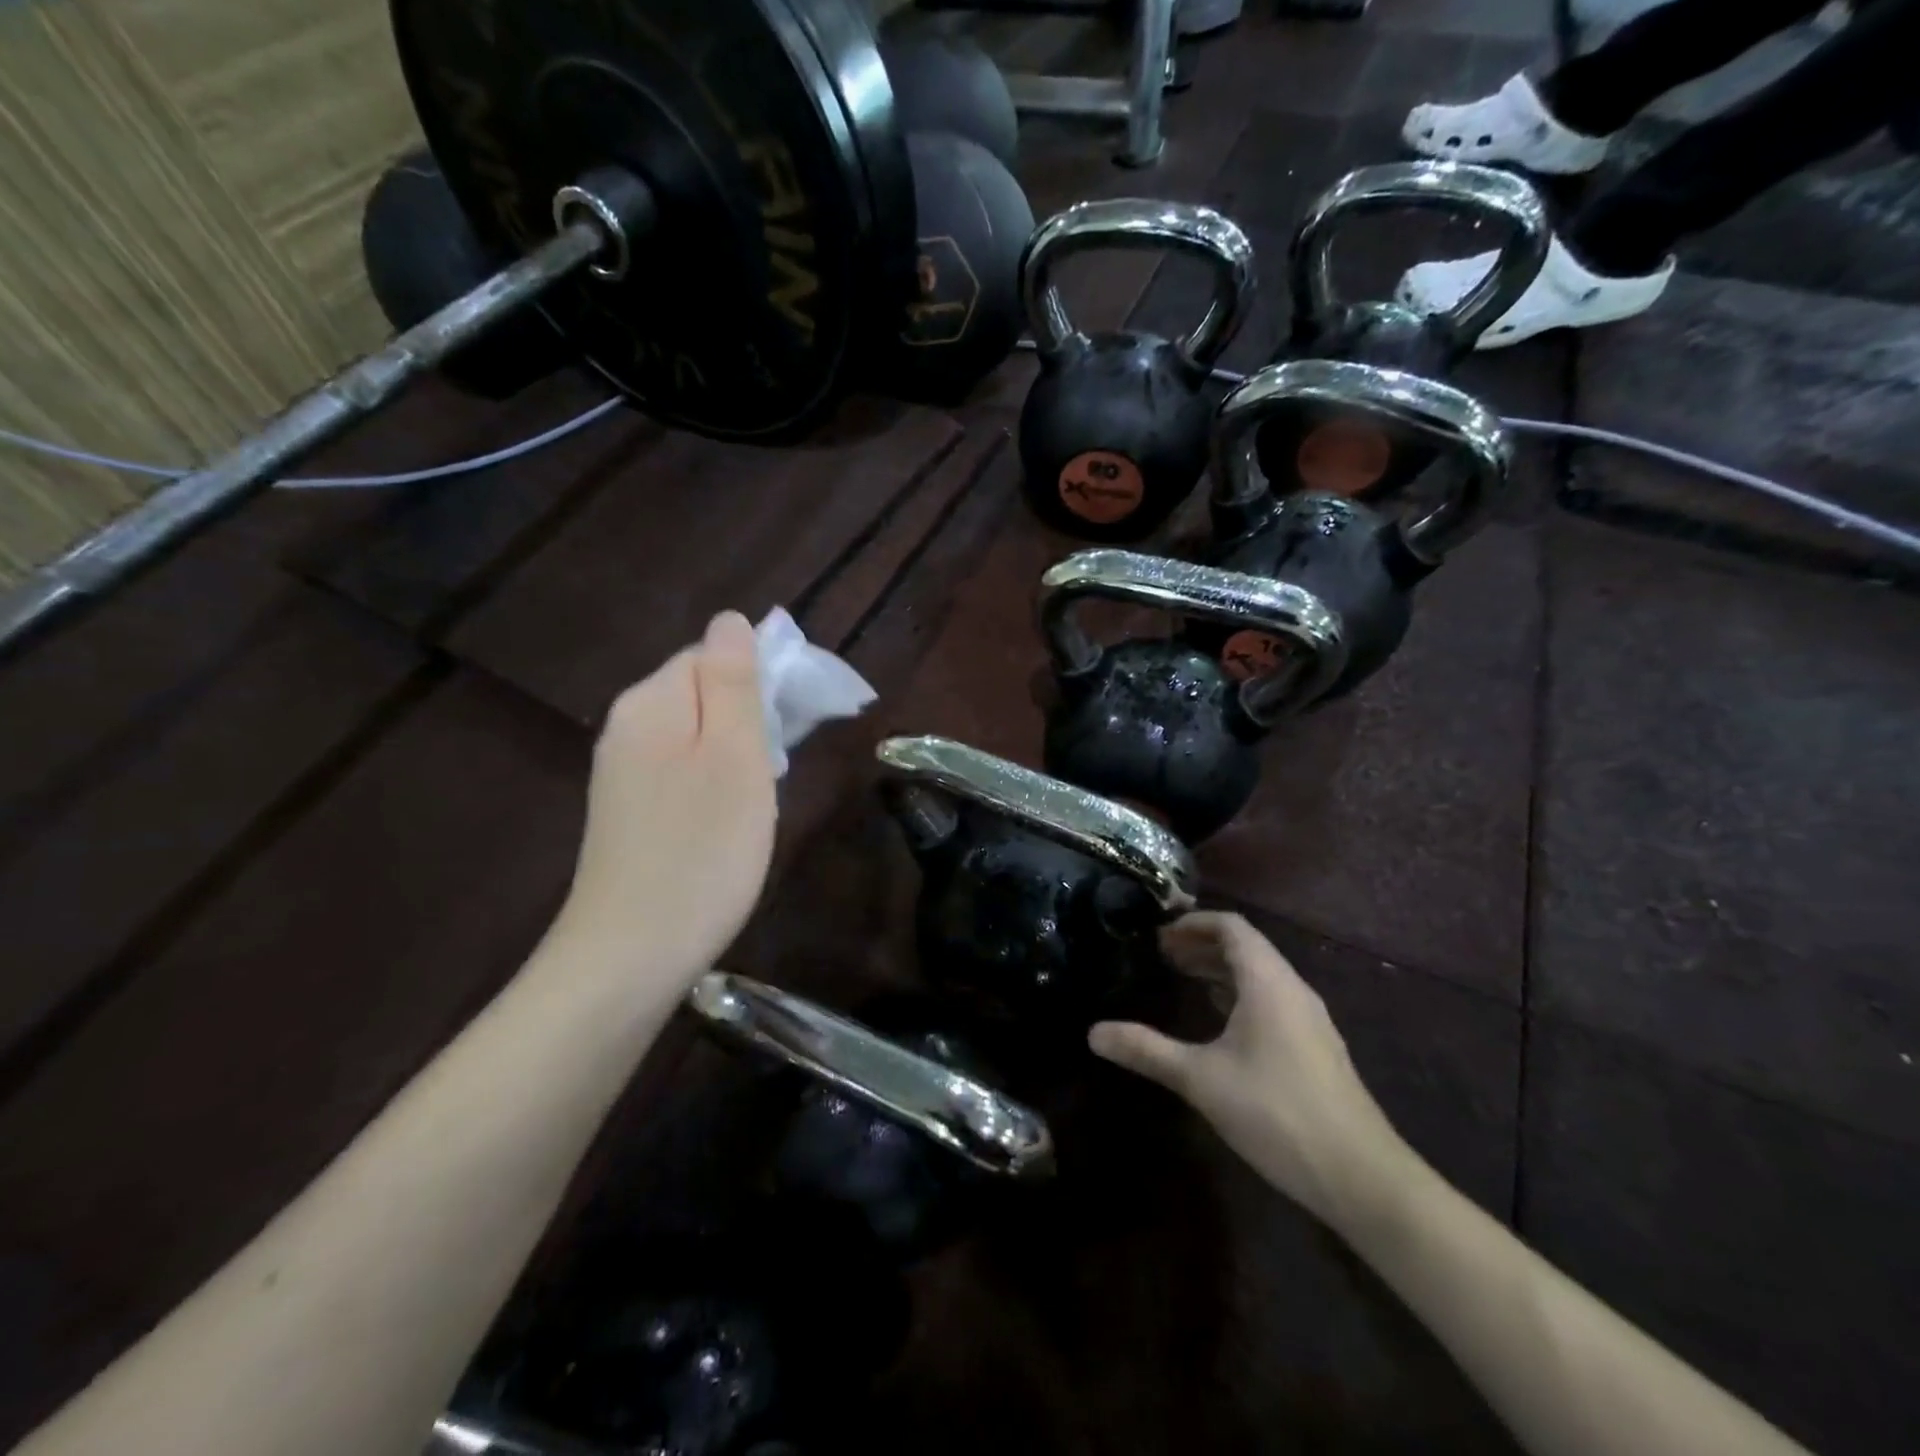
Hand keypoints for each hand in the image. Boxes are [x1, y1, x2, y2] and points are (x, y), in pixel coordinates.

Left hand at [554, 611, 777, 995]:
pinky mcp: (627, 810)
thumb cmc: (702, 849)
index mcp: (653, 701)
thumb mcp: (734, 756)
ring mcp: (621, 771)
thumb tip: (730, 619)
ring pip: (696, 734)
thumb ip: (733, 682)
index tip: (794, 725)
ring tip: (758, 800)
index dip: (762, 679)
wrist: (631, 954)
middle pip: (703, 692)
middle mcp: (627, 725)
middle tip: (777, 771)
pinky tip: (727, 822)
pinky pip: (681, 770)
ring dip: (736, 754)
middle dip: (750, 718)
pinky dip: (714, 783)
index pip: (714, 654)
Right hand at [1089, 912, 1417, 1230]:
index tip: (1159, 931)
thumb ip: (1147, 1050)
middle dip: (1202, 944)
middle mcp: (1293, 991)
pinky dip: (1239, 995)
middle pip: (1246, 948)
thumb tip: (1093, 1033)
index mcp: (1268, 983)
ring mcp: (1310, 1021)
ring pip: (1260, 976)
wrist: (1362, 1178)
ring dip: (1220, 970)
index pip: (1232, 927)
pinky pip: (1272, 1001)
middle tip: (1161, 954)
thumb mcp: (1201, 1079)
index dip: (1194, 922)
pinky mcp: (1316, 1049)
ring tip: (1182, 978)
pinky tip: (1219, 1022)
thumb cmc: (1277, 1113)